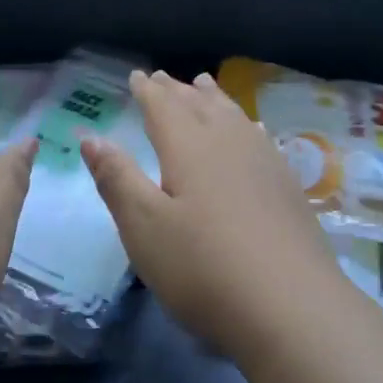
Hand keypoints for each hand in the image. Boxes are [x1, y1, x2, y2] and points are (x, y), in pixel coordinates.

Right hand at [80, 69, 348, 358]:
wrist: (290, 306)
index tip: (137, 75)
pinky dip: (246, 125)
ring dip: (214, 99)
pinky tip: (253, 130)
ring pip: (233, 116)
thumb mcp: (144, 227)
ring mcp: (264, 162)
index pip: (163, 107)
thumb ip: (117, 178)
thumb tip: (91, 137)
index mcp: (189, 147)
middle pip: (200, 105)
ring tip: (204, 85)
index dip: (147, 91)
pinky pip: (260, 138)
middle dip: (178, 90)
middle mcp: (229, 143)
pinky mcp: (288, 186)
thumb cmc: (203, 267)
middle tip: (164, 77)